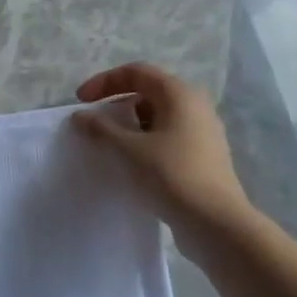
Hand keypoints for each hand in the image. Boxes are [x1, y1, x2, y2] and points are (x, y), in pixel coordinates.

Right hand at [73, 63, 254, 251]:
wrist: (216, 224)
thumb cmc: (170, 175)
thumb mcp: (127, 149)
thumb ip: (100, 128)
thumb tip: (80, 116)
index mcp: (179, 94)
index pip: (136, 72)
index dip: (104, 81)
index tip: (81, 102)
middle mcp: (195, 106)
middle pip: (148, 91)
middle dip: (117, 102)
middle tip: (95, 121)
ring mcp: (203, 131)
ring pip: (158, 115)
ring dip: (130, 123)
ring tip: (110, 143)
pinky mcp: (204, 155)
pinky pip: (168, 135)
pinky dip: (145, 140)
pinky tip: (133, 161)